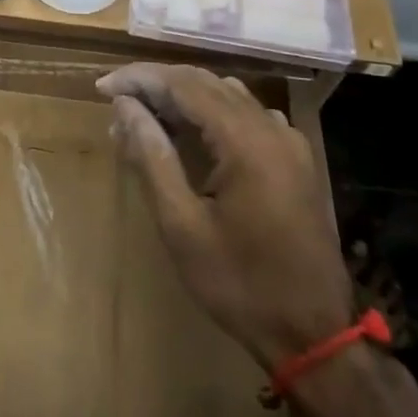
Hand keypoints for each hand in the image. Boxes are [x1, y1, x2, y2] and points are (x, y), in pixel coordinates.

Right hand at [102, 63, 351, 368]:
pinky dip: (211, 112)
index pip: (183, 85)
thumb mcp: (181, 226)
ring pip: (227, 95)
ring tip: (143, 114)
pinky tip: (190, 132)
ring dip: (182, 96)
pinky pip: (247, 116)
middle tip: (116, 100)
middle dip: (157, 83)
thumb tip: (125, 106)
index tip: (102, 88)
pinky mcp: (295, 161)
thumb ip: (152, 157)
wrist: (315, 337)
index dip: (139, 79)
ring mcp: (288, 143)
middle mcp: (271, 129)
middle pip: (205, 83)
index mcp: (245, 141)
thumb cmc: (240, 284)